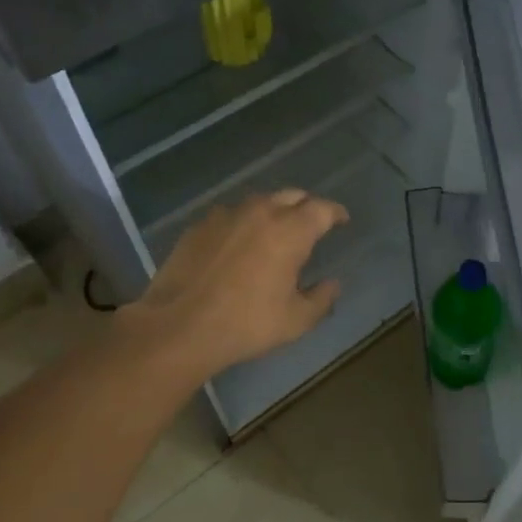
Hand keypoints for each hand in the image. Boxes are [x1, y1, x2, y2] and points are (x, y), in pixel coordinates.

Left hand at [118, 189, 349, 383]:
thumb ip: (321, 299)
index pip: (322, 209)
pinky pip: (230, 215)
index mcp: (291, 231)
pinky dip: (242, 223)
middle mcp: (260, 212)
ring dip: (272, 212)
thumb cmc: (246, 324)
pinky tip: (238, 243)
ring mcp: (226, 215)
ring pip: (259, 202)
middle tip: (311, 224)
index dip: (335, 213)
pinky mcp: (199, 226)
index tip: (341, 220)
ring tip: (274, 231)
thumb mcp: (296, 321)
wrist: (180, 326)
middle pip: (291, 196)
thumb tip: (333, 284)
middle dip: (306, 206)